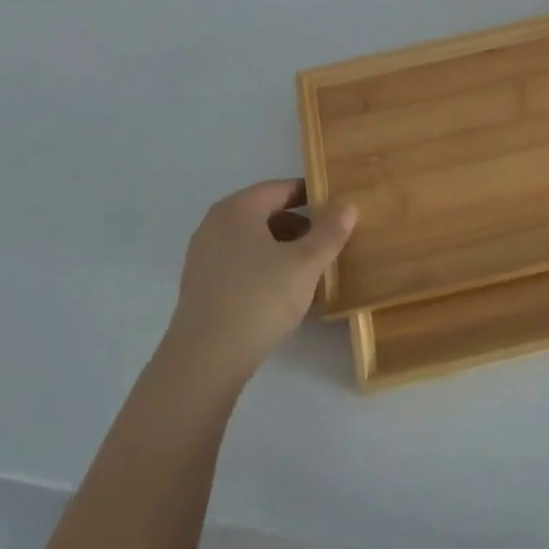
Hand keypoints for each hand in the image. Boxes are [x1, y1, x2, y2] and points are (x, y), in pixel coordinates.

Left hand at [166, 180, 355, 384]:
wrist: (205, 360)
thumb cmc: (260, 299)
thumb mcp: (306, 263)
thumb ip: (330, 232)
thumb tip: (347, 206)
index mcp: (237, 208)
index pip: (280, 188)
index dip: (311, 195)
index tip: (337, 209)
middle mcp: (214, 224)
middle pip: (265, 213)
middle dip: (299, 225)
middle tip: (328, 241)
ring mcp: (203, 256)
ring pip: (252, 241)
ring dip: (282, 248)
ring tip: (310, 269)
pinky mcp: (200, 286)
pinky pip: (240, 263)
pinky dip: (264, 267)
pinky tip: (283, 292)